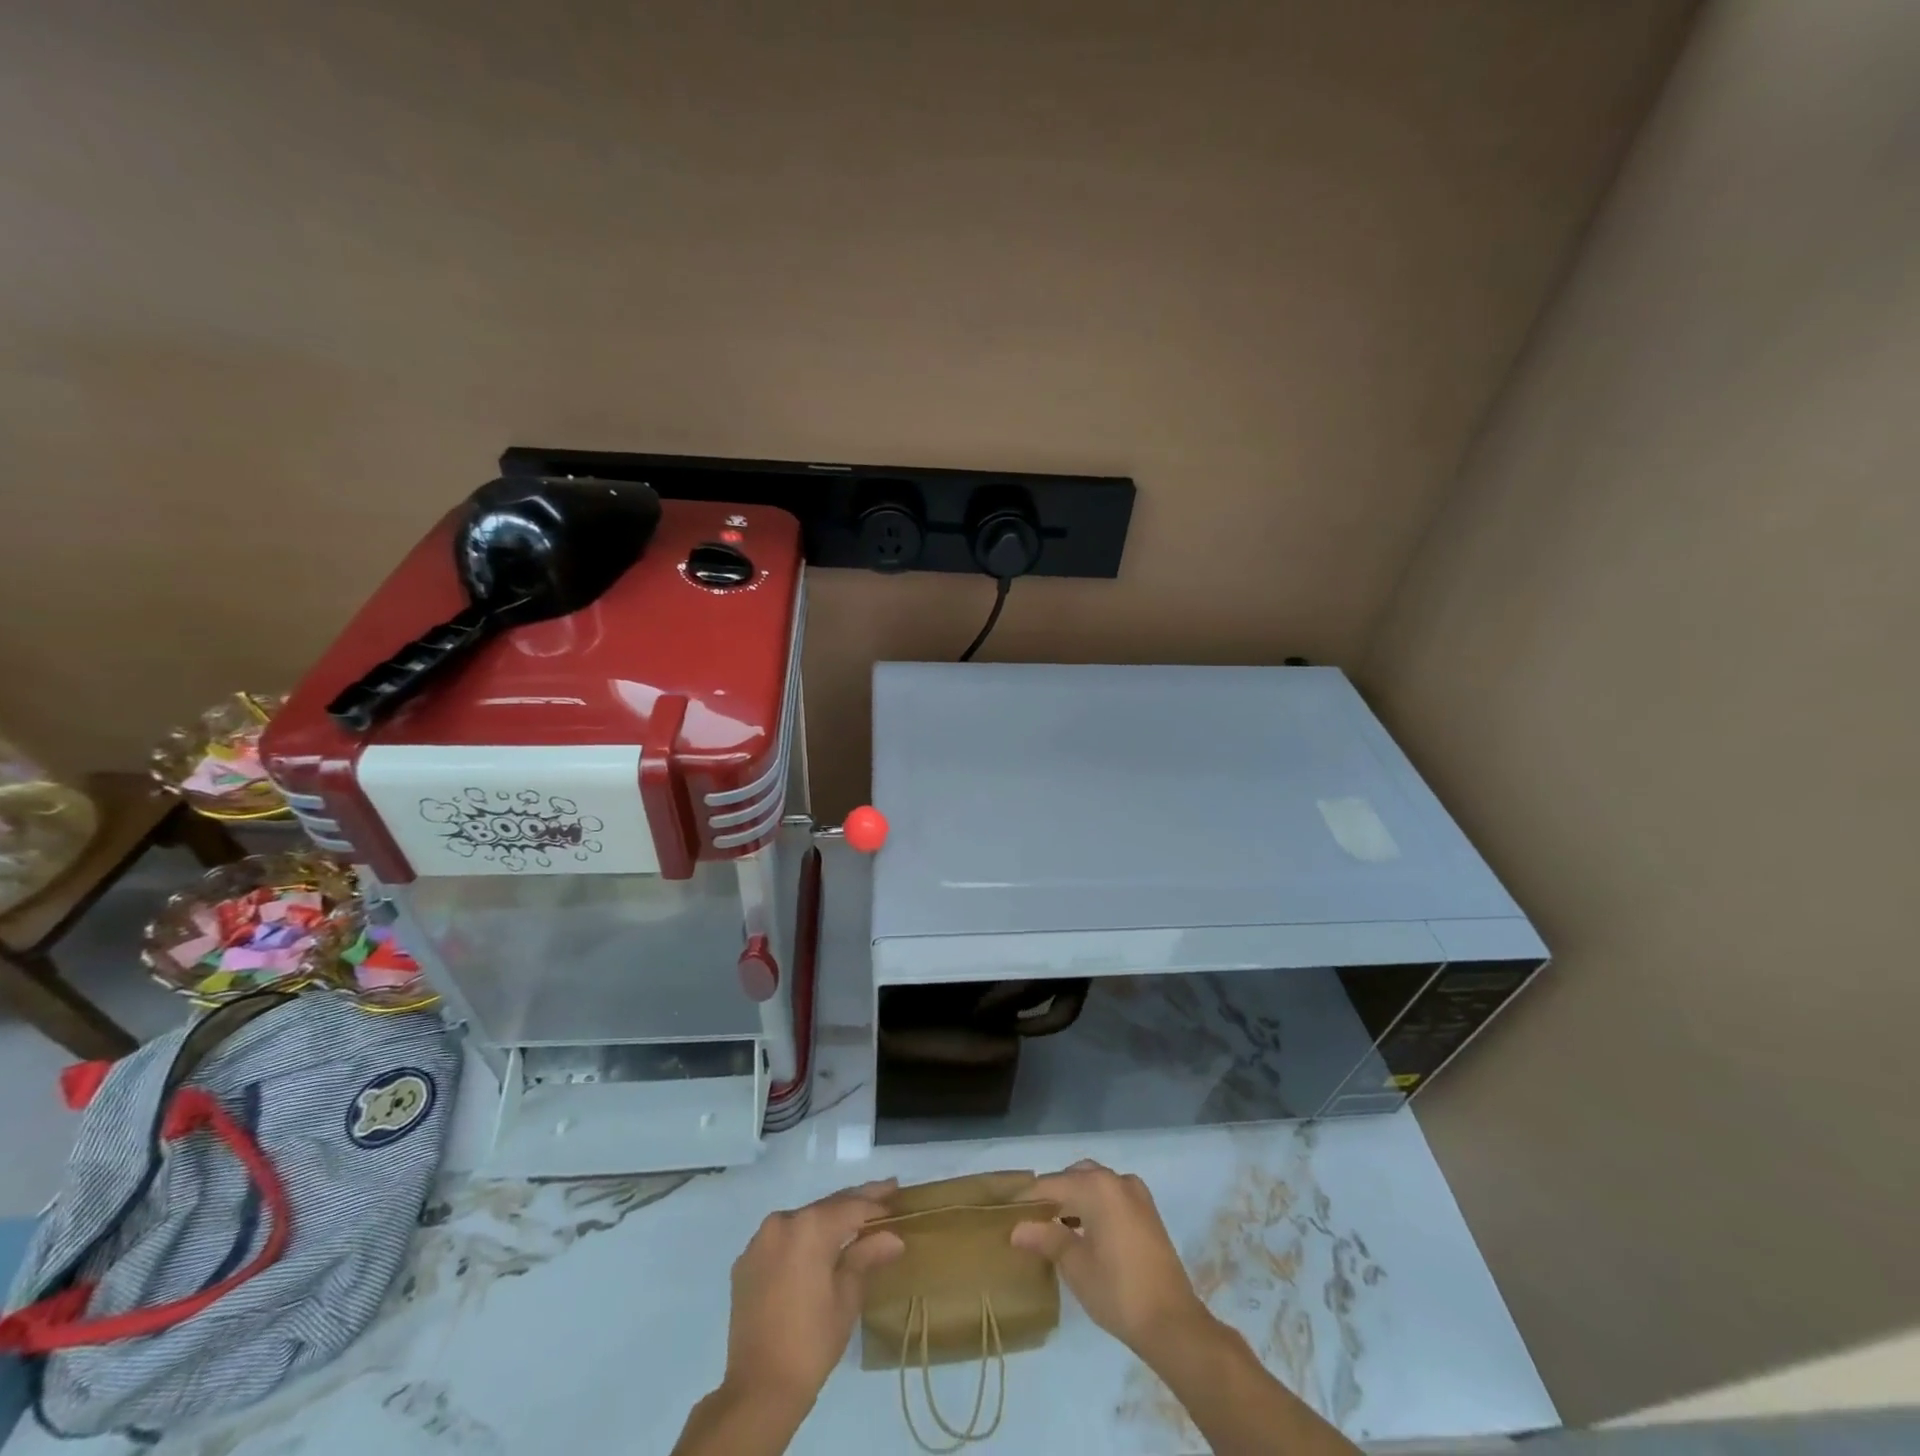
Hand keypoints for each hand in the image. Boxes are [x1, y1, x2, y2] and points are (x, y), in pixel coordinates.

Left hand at [721, 1180, 905, 1413]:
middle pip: (826, 1207)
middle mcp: (782, 1222)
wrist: (758, 1390)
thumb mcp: (847, 1298)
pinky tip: (819, 1247)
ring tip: (855, 1220)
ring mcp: (760, 1241)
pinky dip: (803, 1239)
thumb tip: (893, 1237)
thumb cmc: (812, 1343)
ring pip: (804, 1220)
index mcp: (809, 1227)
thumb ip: (867, 1256)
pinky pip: (783, 1240)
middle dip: (855, 1202)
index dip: (876, 1200)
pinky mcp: (746, 1262)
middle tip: (883, 1195)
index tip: (896, 1191)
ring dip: (828, 1220)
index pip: (851, 1206)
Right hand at [1011, 1160, 1212, 1356]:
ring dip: (1075, 1197)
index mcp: (1096, 1187)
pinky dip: (1095, 1203)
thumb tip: (1017, 1228)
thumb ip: (1046, 1239)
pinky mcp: (1148, 1211)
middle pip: (1075, 1176)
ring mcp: (1136, 1194)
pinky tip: (1085, 1230)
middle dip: (1053, 1193)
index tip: (1008, 1211)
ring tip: (1055, 1226)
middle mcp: (1116, 1180)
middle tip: (1032, 1219)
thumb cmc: (1118, 1292)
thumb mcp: (1075, 1266)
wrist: (1173, 1323)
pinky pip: (1113, 1195)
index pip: (1052, 1184)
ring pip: (1095, 1183)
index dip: (1028, 1198)